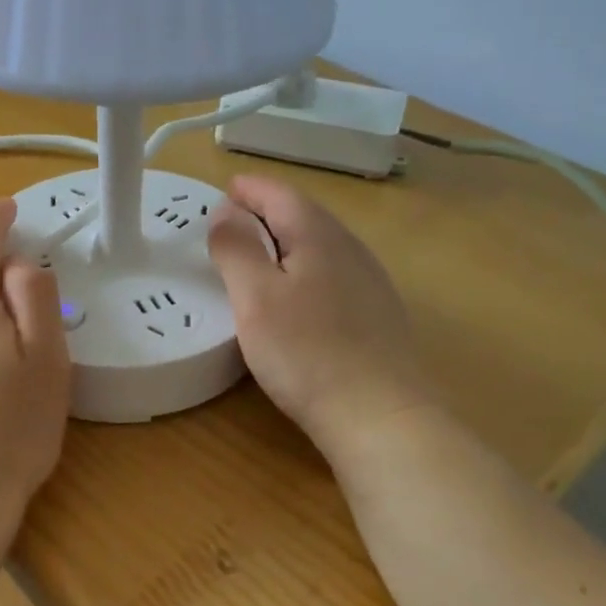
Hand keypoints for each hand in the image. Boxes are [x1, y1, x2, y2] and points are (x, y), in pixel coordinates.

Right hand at [208, 175, 431, 457]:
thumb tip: (226, 209)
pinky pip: (333, 274)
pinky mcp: (377, 315)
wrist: (380, 416)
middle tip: (234, 220)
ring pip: (321, 245)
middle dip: (267, 211)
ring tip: (258, 253)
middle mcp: (351, 249)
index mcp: (319, 236)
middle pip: (304, 215)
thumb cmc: (307, 352)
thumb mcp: (256, 297)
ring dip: (287, 240)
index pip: (280, 195)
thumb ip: (237, 248)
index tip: (224, 189)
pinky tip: (297, 295)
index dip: (250, 189)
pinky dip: (305, 269)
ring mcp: (370, 282)